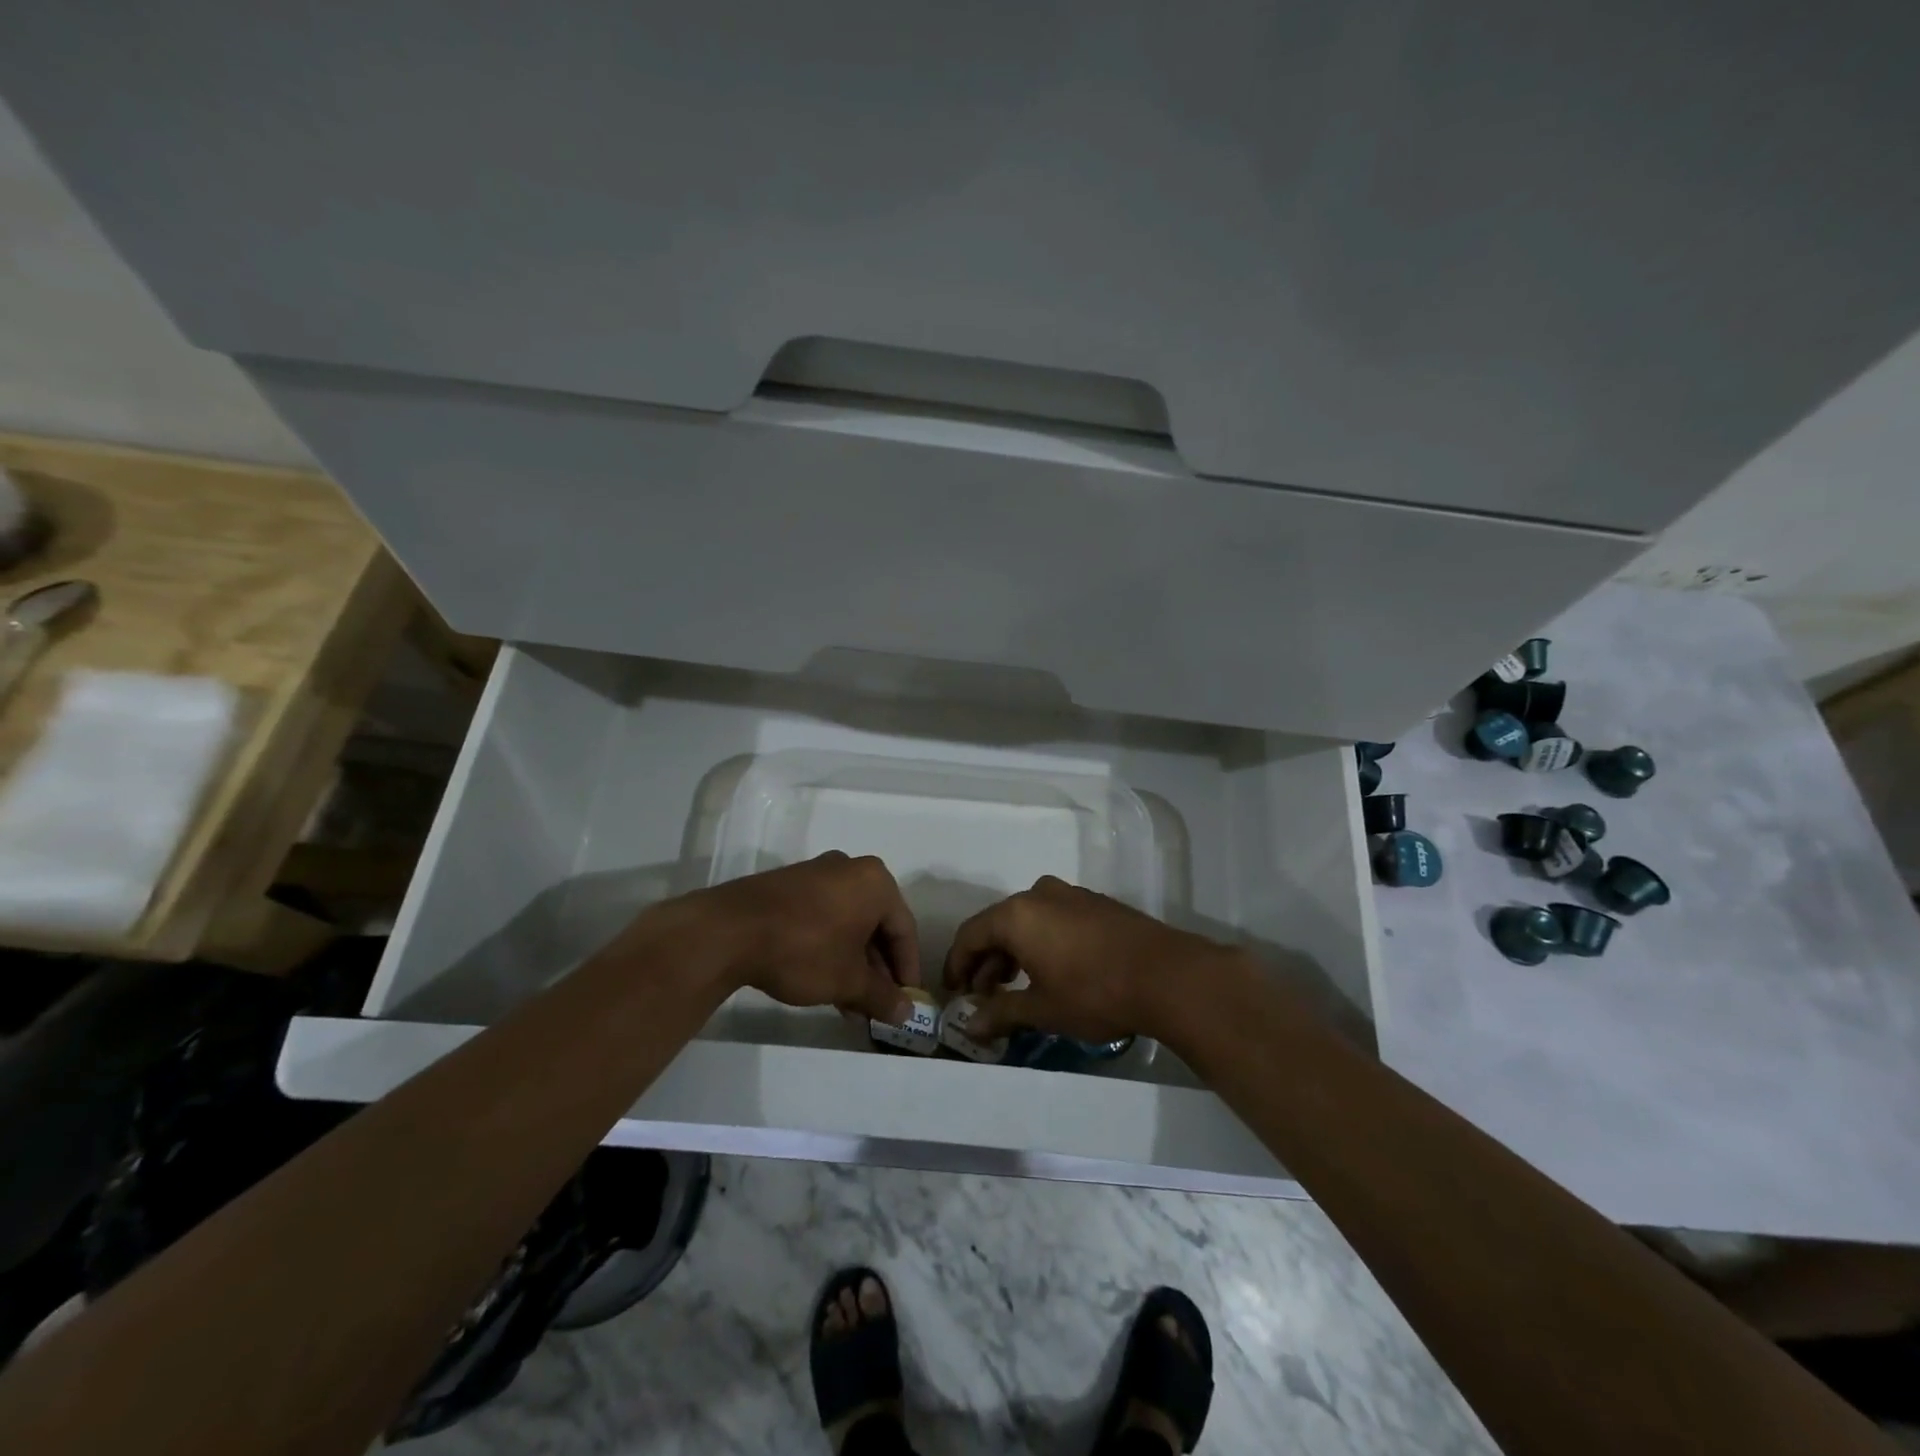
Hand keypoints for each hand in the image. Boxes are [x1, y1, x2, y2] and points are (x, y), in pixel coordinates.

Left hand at [683, 852, 920, 1023]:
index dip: (907, 970)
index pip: (904, 929)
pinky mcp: (791, 886)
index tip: (906, 1001)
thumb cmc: (804, 949)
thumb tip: (906, 1013)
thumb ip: (882, 996)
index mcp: (876, 882)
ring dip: (854, 964)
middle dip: (878, 970)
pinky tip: (824, 982)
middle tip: (877, 1005)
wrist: (730, 930)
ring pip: (849, 924)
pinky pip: (824, 917)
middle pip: (876, 925)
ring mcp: (818, 874)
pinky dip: (831, 948)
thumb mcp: (848, 980)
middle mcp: (851, 869)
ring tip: (850, 1004)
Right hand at [942, 876, 1241, 1042]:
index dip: (957, 964)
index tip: (954, 992)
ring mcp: (1070, 895)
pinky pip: (1053, 919)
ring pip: (1027, 921)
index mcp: (1017, 914)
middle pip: (998, 925)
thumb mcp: (1043, 1009)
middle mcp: (1039, 894)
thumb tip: (970, 1026)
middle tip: (983, 996)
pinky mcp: (1096, 904)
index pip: (970, 935)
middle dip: (986, 962)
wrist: (1167, 975)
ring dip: (1013, 953)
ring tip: (1015, 988)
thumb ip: (1001, 1013)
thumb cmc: (1094, 992)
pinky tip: (1050, 971)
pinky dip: (1040, 942)